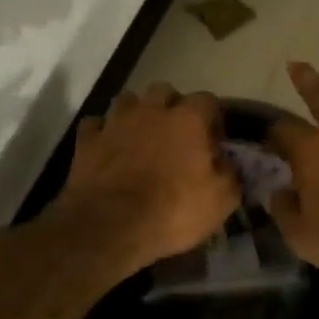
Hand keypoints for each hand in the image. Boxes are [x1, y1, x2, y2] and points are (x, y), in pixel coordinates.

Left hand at [57, 81, 239, 269]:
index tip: (213, 142)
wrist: (110, 227)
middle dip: (172, 107)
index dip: (213, 119)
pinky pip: (96, 125)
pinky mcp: (87, 141)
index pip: (208, 100)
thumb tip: (228, 162)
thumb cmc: (173, 211)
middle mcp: (150, 111)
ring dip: (136, 114)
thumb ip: (231, 174)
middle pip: (164, 91)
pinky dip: (103, 133)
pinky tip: (108, 148)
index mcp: (187, 119)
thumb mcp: (221, 201)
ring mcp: (115, 123)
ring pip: (127, 100)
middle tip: (176, 135)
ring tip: (141, 138)